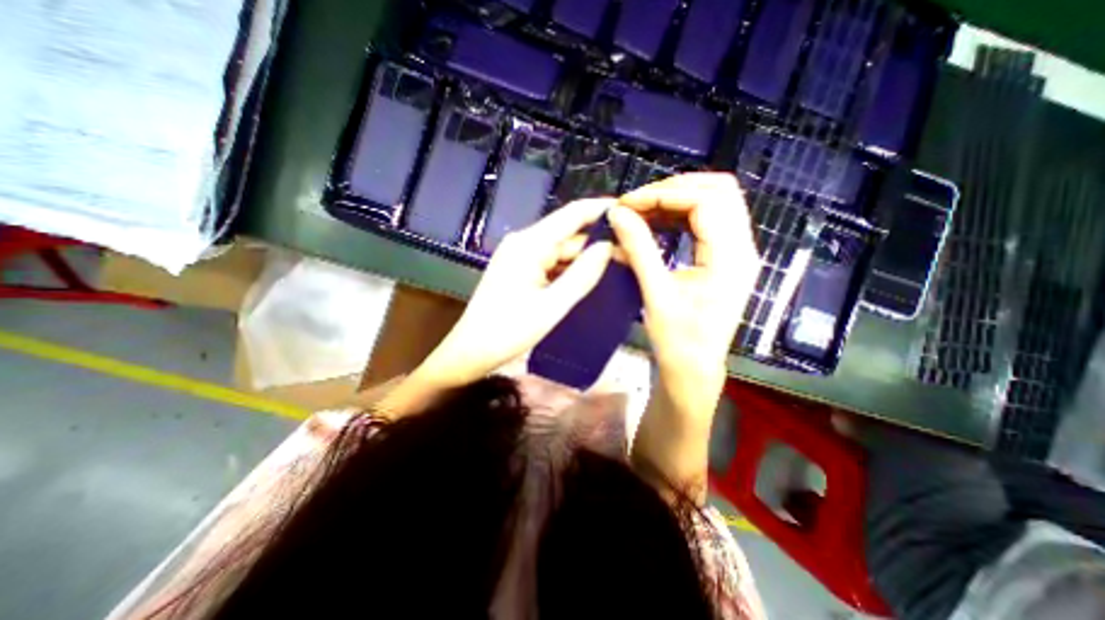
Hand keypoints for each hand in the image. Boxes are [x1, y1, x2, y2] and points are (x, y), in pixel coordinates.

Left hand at [384, 195, 613, 410]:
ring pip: (561, 251)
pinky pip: (551, 263)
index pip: (572, 215)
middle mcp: (524, 242)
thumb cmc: (508, 332)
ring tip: (617, 268)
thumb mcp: (551, 307)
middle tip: (631, 255)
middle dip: (598, 242)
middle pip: (568, 234)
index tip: (632, 212)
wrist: (470, 352)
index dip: (601, 210)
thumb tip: (608, 247)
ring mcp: (521, 256)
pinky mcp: (520, 270)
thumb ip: (582, 275)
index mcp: (529, 244)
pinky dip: (570, 270)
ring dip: (585, 259)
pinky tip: (589, 279)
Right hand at [608, 172, 764, 501]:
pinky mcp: (725, 259)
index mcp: (731, 257)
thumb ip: (639, 248)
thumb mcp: (656, 293)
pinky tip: (656, 223)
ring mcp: (736, 252)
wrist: (693, 369)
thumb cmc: (677, 339)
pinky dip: (681, 215)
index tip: (628, 204)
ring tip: (643, 210)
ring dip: (677, 200)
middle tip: (638, 203)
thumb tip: (618, 213)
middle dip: (674, 190)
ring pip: (715, 202)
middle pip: (719, 191)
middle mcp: (742, 247)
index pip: (705, 201)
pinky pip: (708, 221)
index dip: (663, 195)